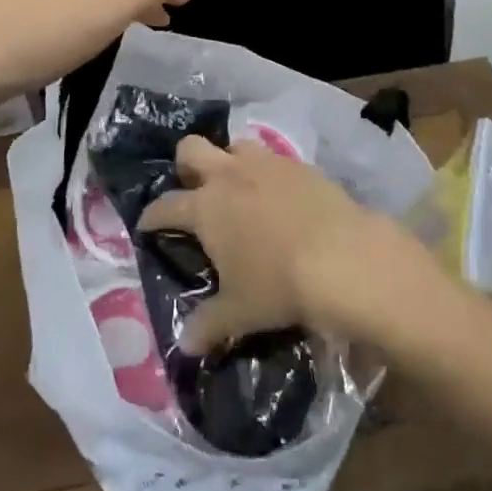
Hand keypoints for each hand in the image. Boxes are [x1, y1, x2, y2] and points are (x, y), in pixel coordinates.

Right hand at [138, 138, 433, 352]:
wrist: (344, 257)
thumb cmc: (279, 284)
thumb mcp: (240, 312)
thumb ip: (208, 324)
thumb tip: (185, 344)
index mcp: (206, 207)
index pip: (165, 206)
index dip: (152, 215)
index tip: (147, 224)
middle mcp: (230, 175)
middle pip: (192, 148)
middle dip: (185, 165)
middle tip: (193, 189)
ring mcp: (266, 164)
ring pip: (235, 145)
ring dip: (230, 162)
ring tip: (238, 188)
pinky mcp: (300, 164)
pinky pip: (274, 159)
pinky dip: (269, 174)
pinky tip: (280, 197)